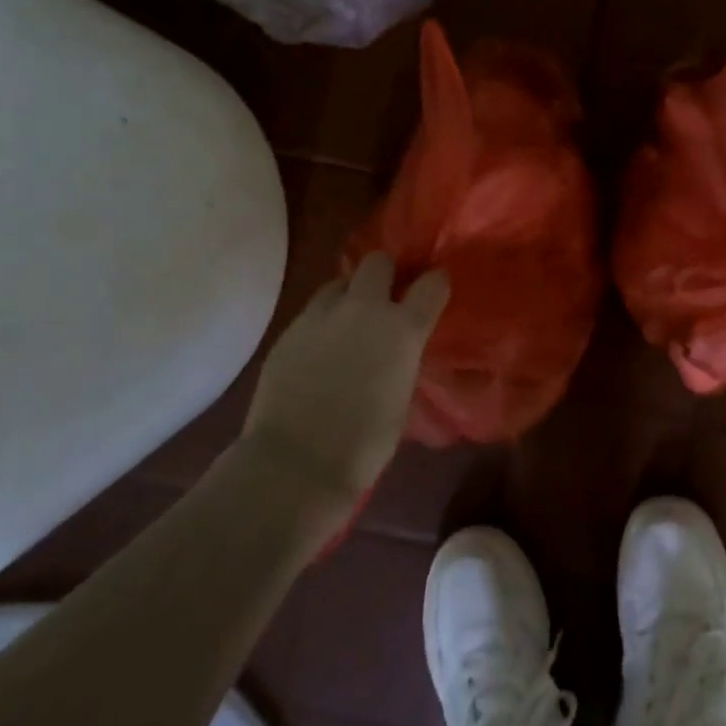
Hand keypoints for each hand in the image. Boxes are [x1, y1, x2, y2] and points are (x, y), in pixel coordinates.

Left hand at [241, 252, 449, 502]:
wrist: (296, 463)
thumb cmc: (364, 443)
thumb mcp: (403, 397)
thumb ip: (403, 359)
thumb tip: (398, 351)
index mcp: (403, 329)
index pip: (432, 283)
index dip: (435, 283)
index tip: (434, 290)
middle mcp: (364, 309)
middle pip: (378, 262)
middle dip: (385, 273)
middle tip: (385, 297)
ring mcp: (322, 316)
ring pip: (339, 281)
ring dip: (349, 294)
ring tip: (348, 321)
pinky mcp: (289, 331)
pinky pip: (313, 311)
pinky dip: (322, 321)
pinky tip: (320, 348)